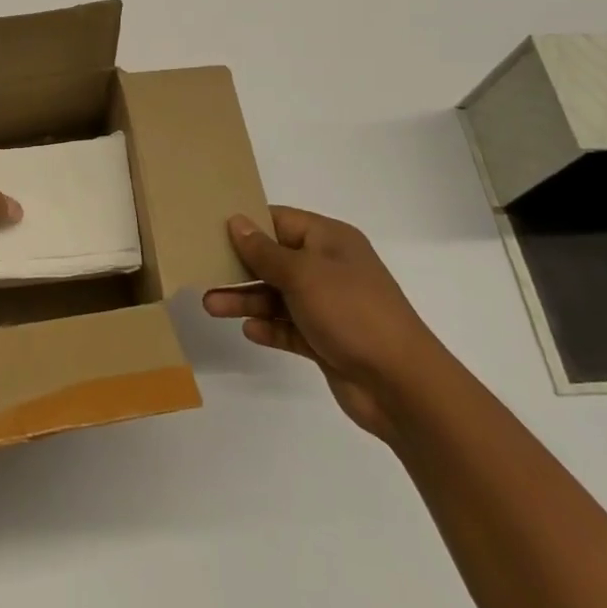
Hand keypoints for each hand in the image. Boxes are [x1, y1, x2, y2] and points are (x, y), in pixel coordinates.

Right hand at [203, 206, 438, 438]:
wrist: (402, 386)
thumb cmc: (351, 311)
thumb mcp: (303, 273)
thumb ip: (265, 251)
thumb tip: (237, 222)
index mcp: (330, 240)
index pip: (281, 221)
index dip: (248, 223)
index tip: (212, 227)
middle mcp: (329, 268)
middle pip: (276, 260)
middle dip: (241, 267)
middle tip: (204, 271)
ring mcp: (329, 306)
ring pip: (278, 296)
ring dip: (247, 299)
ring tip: (211, 306)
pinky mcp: (327, 341)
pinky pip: (289, 328)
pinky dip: (269, 327)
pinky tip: (248, 330)